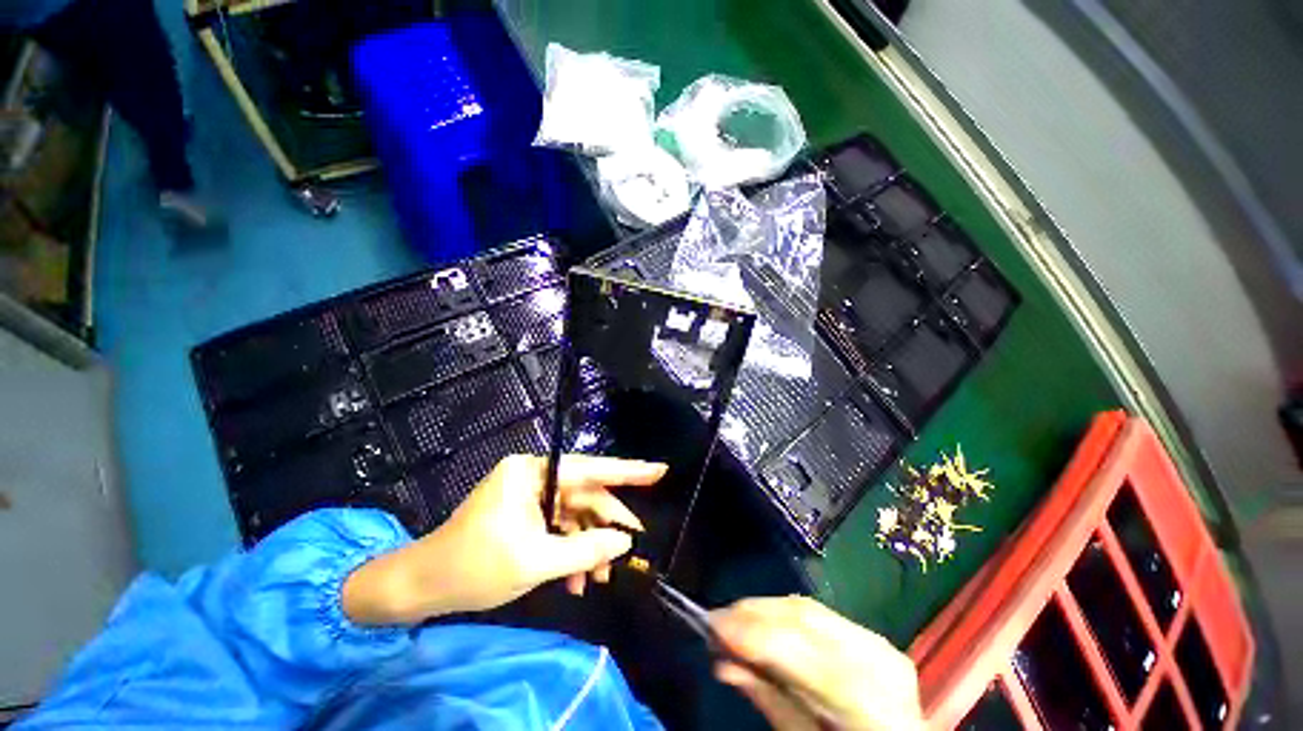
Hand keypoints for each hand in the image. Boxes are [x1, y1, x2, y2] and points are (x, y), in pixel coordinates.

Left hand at [343, 454, 665, 624]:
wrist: (422, 587)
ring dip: (587, 545)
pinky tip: (576, 579)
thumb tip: (624, 542)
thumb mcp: (535, 561)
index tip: (659, 470)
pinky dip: (570, 551)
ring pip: (573, 515)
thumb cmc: (474, 567)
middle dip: (605, 525)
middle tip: (631, 547)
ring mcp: (529, 495)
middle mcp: (534, 476)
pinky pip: (558, 527)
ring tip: (599, 579)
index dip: (628, 471)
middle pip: (584, 495)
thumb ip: (585, 550)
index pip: (590, 468)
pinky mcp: (525, 514)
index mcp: (532, 473)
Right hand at [711, 596, 922, 730]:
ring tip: (733, 618)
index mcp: (865, 702)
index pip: (798, 650)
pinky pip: (820, 615)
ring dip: (765, 609)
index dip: (750, 632)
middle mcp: (876, 661)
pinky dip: (785, 614)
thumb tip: (722, 662)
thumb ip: (767, 700)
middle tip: (715, 619)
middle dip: (753, 613)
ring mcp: (879, 644)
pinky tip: (764, 619)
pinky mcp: (874, 638)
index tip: (710, 624)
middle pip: (803, 619)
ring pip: (809, 609)